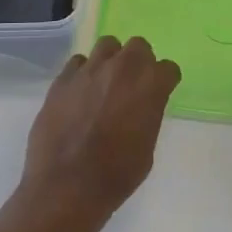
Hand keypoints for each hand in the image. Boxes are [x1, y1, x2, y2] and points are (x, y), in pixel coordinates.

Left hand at [21, 36, 180, 220]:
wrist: (67, 185)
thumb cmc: (116, 175)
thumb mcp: (147, 148)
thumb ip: (148, 115)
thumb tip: (141, 106)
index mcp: (150, 86)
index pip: (168, 68)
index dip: (164, 81)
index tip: (160, 92)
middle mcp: (122, 68)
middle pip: (138, 46)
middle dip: (139, 62)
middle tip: (132, 84)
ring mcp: (89, 70)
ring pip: (107, 45)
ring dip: (111, 60)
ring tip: (105, 82)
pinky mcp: (63, 78)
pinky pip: (78, 62)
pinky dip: (83, 73)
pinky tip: (80, 92)